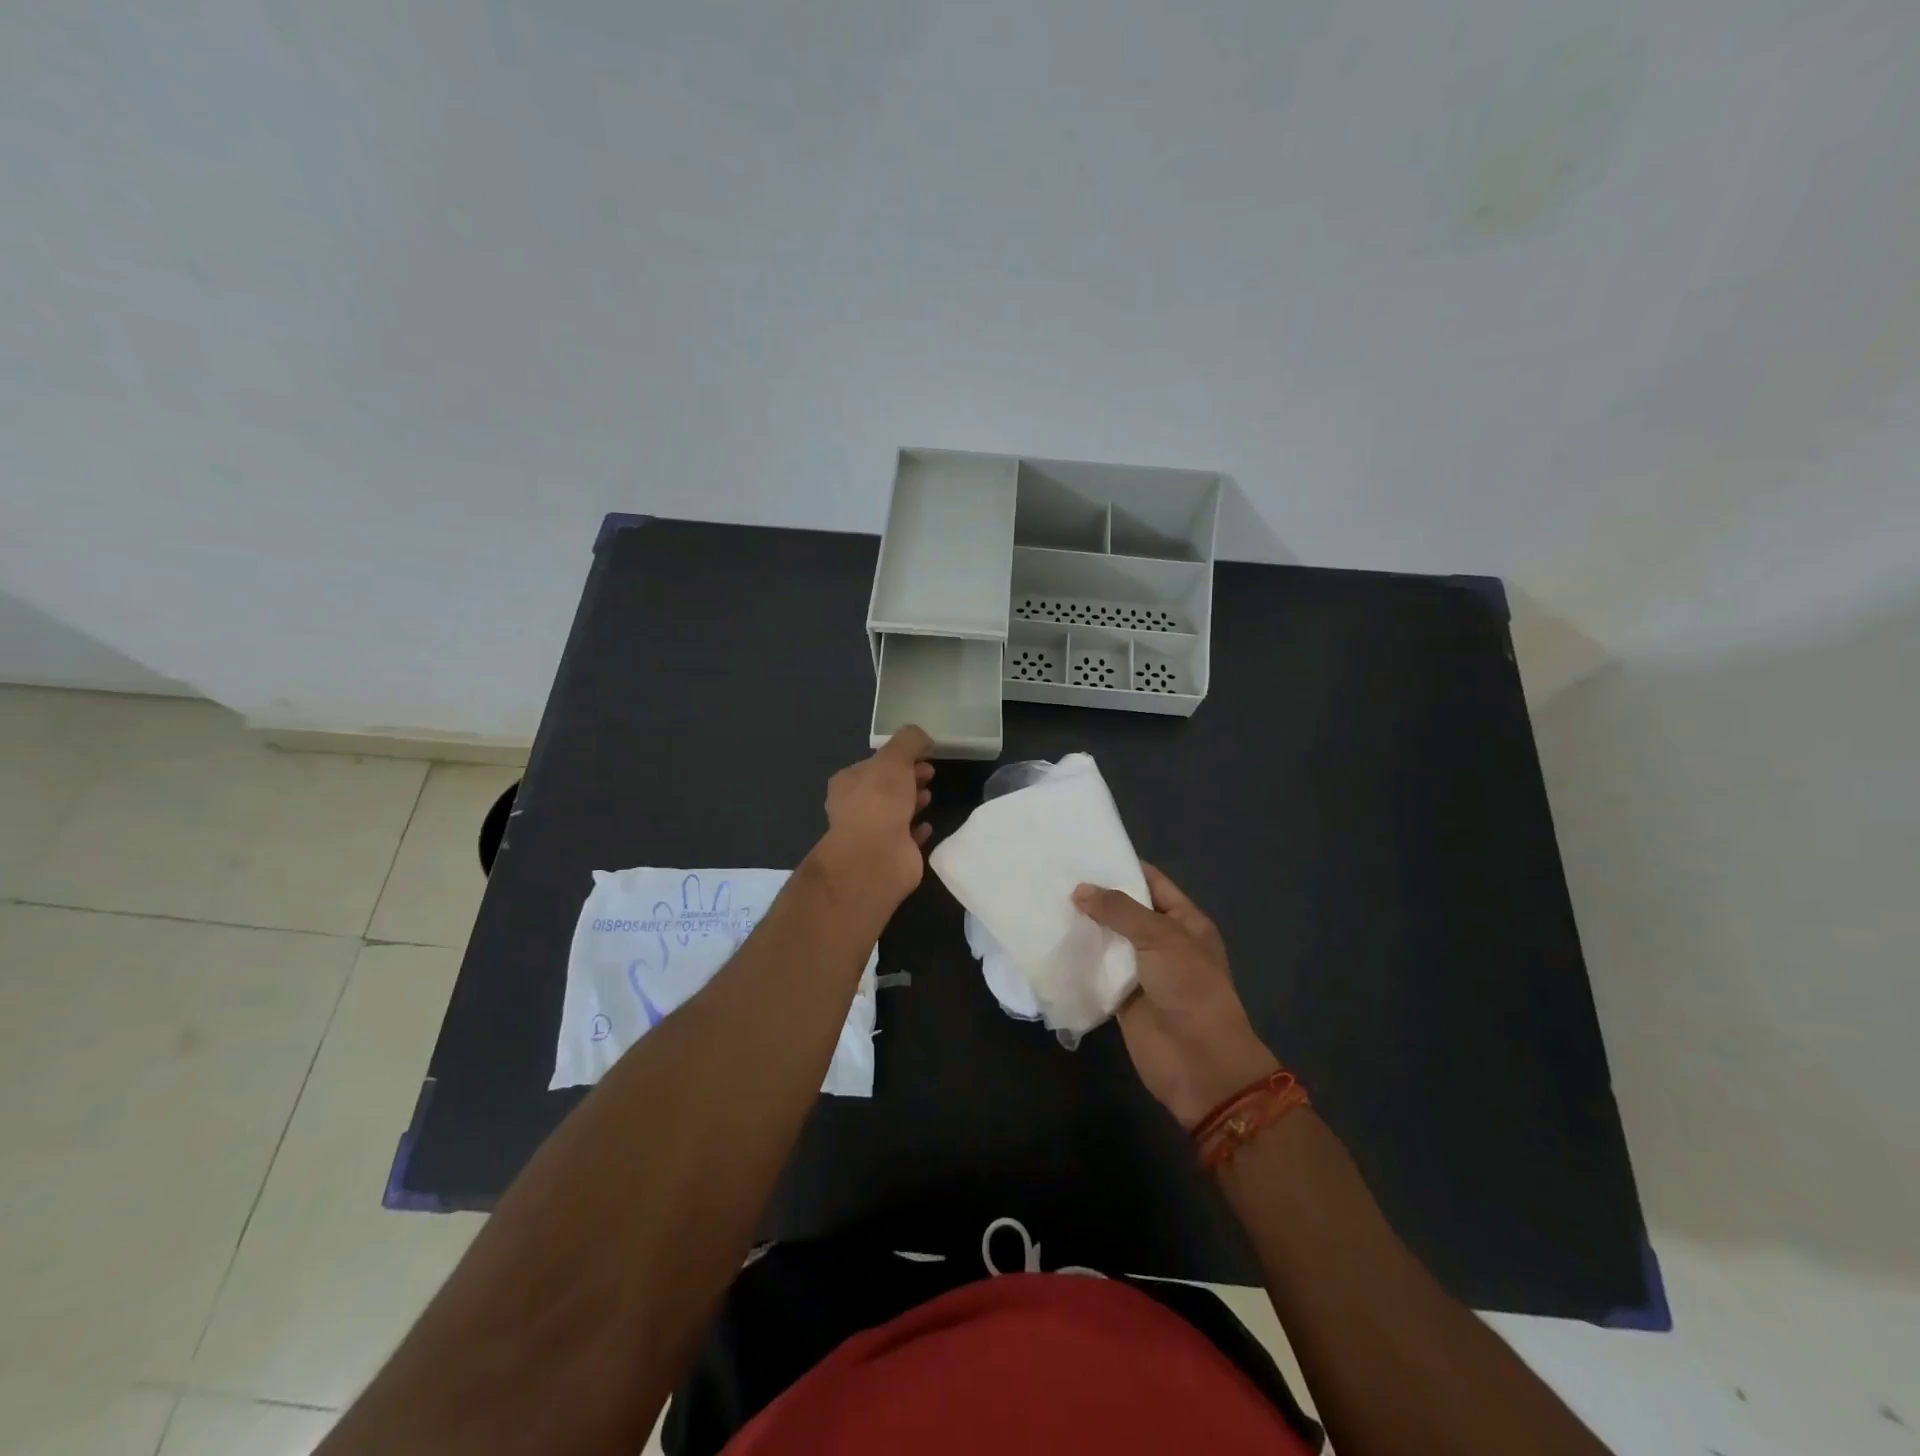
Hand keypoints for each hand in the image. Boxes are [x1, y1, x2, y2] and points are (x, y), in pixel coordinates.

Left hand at [816, 726, 935, 909]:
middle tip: (930, 773)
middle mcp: (855, 807)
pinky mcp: (889, 855)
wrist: (876, 858)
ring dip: (913, 802)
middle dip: (908, 777)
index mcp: (848, 782)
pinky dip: (917, 830)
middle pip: (886, 787)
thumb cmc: (879, 802)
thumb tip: (923, 738)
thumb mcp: (894, 759)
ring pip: (895, 812)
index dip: (900, 757)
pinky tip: (928, 826)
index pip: (875, 763)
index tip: (923, 755)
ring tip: (930, 797)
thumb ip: (908, 741)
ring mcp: (871, 834)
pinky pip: (906, 838)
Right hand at [1074, 864, 1279, 1129]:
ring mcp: (1142, 970)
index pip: (1151, 882)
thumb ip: (1119, 910)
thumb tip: (1079, 890)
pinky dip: (1078, 960)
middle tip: (1055, 875)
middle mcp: (1163, 941)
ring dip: (1083, 926)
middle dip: (1096, 896)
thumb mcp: (1160, 937)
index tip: (1085, 851)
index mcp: (1184, 921)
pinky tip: (1049, 941)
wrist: (1199, 1062)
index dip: (1122, 866)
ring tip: (1044, 901)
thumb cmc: (1189, 988)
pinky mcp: (1121, 997)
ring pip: (1108, 940)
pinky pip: (1097, 971)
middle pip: (1125, 910)